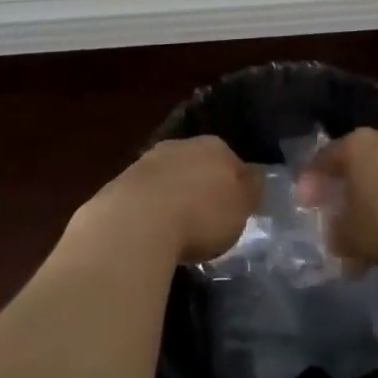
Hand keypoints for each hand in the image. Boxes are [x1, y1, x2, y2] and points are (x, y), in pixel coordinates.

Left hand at [71, 136, 259, 263]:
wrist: (137, 221)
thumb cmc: (201, 213)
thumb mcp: (241, 206)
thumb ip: (251, 189)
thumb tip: (254, 177)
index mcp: (215, 146)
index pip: (233, 161)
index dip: (236, 186)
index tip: (235, 211)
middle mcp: (181, 145)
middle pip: (199, 165)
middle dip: (203, 187)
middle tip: (208, 220)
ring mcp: (148, 161)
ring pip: (171, 177)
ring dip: (175, 197)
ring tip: (179, 229)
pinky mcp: (122, 182)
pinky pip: (147, 196)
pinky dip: (152, 210)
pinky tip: (154, 232)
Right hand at [297, 127, 377, 270]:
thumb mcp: (348, 235)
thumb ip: (334, 233)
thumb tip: (334, 235)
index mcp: (356, 144)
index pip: (324, 158)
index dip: (310, 182)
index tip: (304, 205)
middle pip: (353, 164)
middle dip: (341, 191)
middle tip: (331, 214)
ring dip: (368, 201)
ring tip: (362, 231)